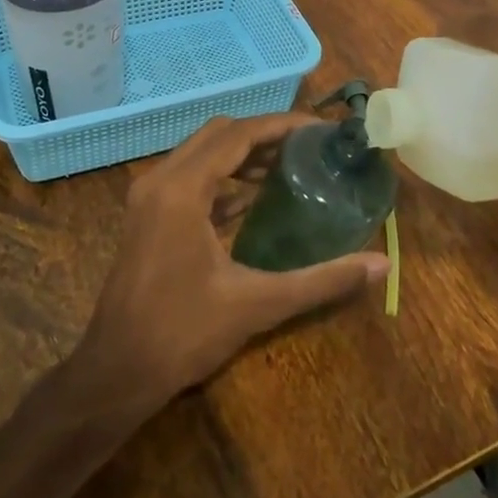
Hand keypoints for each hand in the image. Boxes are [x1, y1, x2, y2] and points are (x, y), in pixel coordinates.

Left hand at [73, 113, 390, 415]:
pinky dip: (221, 177)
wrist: (116, 372)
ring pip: (200, 153)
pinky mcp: (146, 216)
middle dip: (264, 134)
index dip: (281, 125)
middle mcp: (159, 180)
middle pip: (218, 135)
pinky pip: (188, 177)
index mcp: (182, 189)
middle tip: (307, 148)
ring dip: (241, 154)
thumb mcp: (258, 304)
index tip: (320, 130)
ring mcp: (147, 198)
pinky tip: (251, 199)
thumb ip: (322, 281)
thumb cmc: (183, 334)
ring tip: (287, 166)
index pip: (238, 135)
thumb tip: (382, 265)